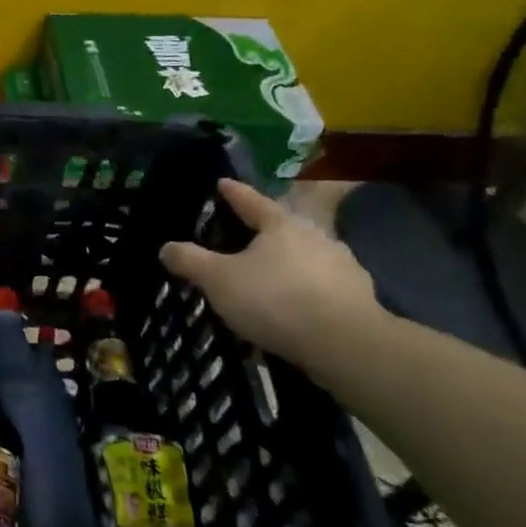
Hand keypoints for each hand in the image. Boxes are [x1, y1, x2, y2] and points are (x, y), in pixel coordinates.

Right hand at [159, 180, 381, 362]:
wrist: (346, 344)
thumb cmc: (275, 299)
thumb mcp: (219, 280)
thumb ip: (191, 261)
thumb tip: (166, 247)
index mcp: (281, 224)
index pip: (251, 201)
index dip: (233, 192)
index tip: (222, 182)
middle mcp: (316, 236)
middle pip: (283, 228)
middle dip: (263, 231)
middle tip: (242, 236)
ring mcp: (343, 266)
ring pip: (306, 257)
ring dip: (288, 263)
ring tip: (268, 277)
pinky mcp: (359, 298)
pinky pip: (323, 287)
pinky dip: (307, 291)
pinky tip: (295, 307)